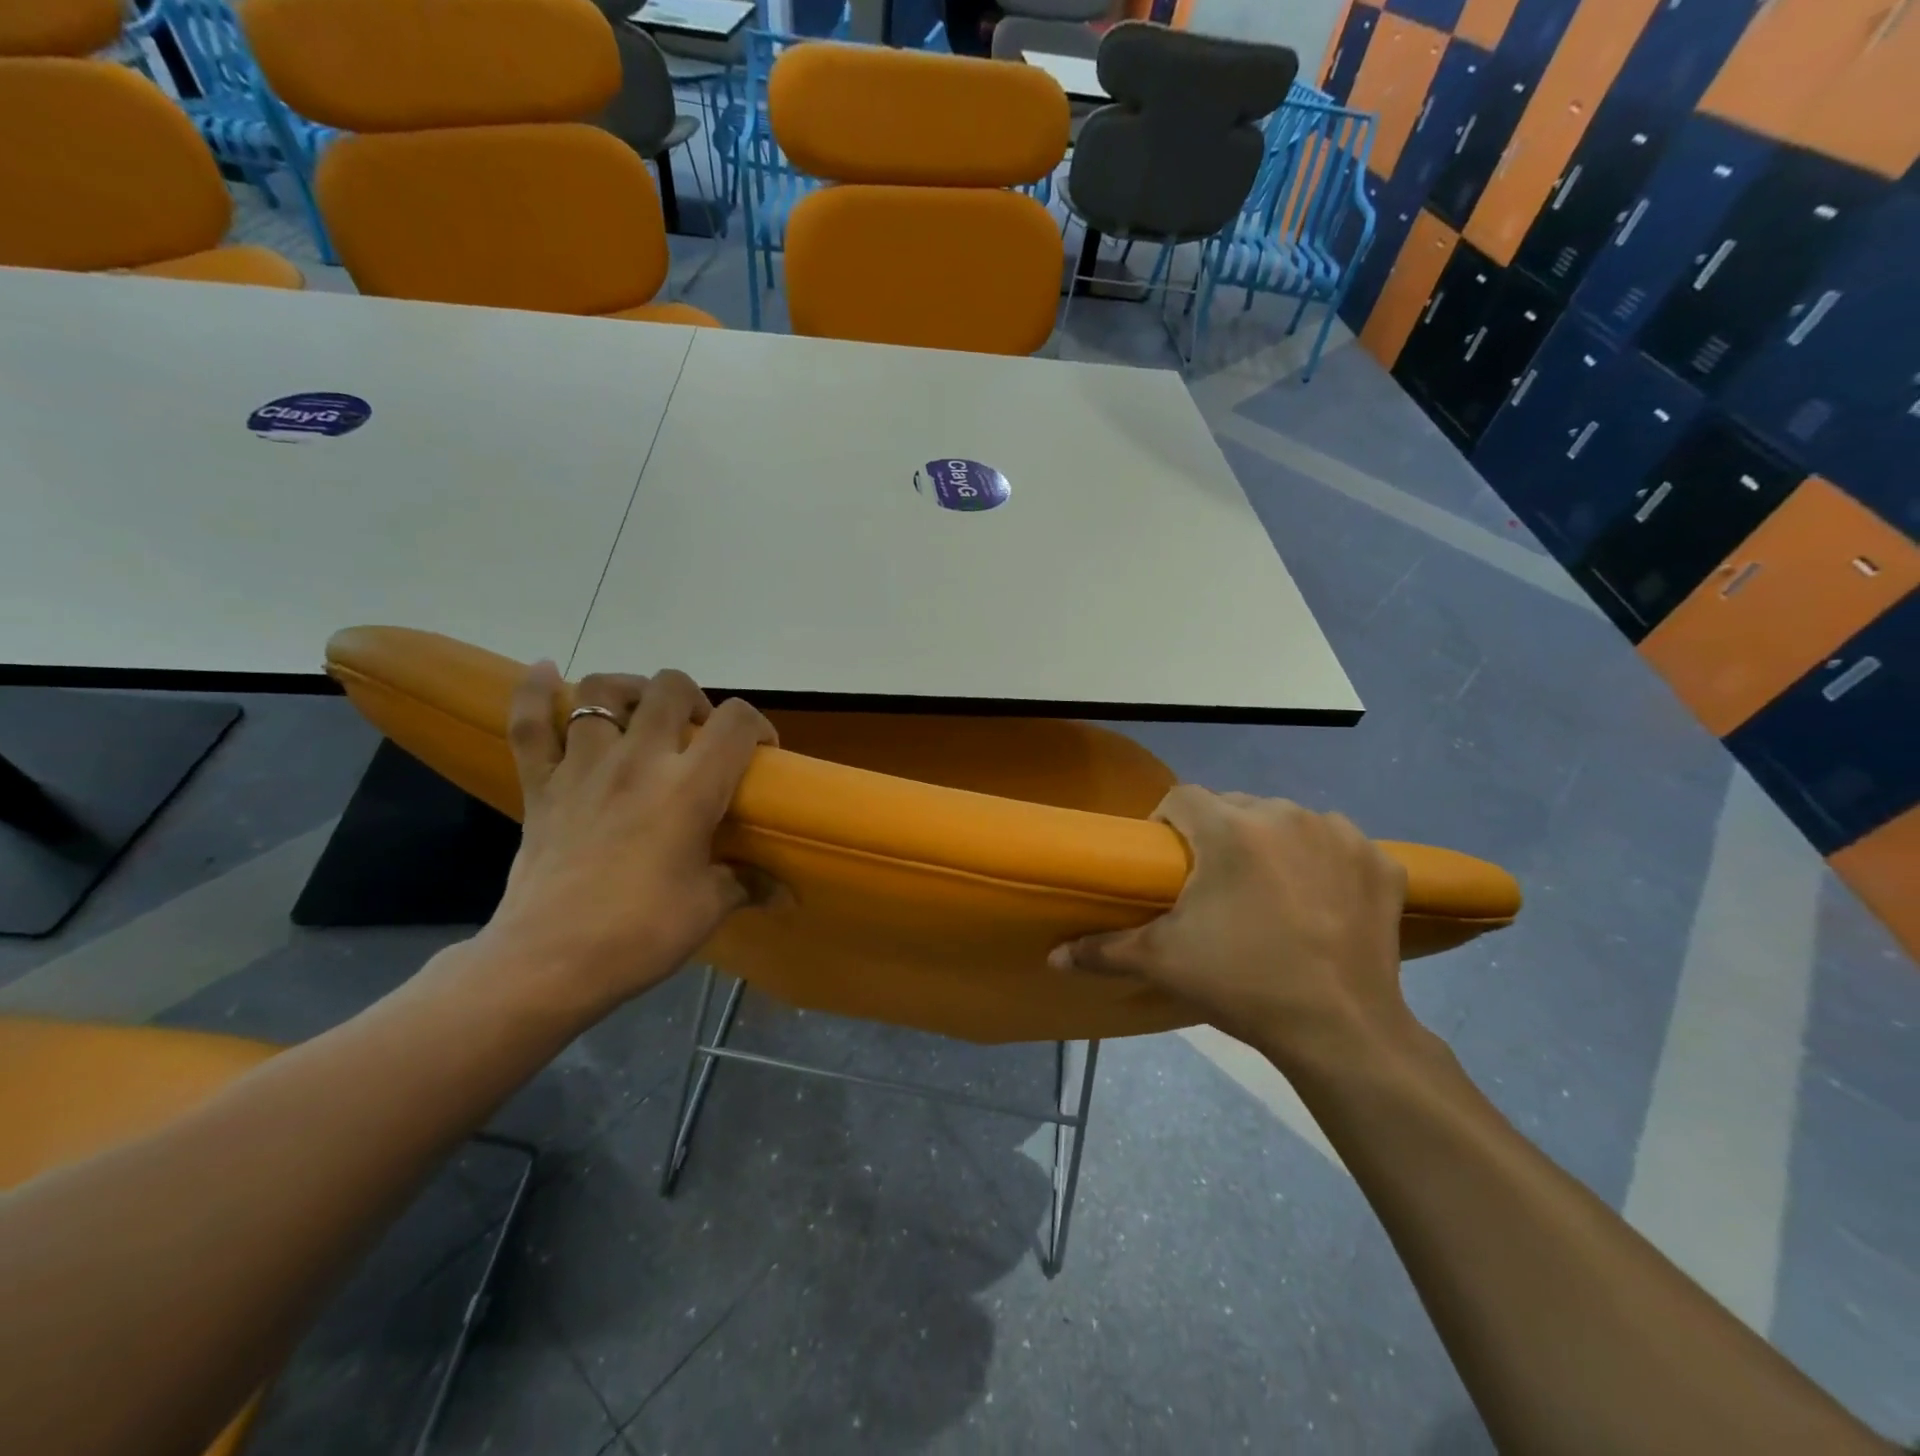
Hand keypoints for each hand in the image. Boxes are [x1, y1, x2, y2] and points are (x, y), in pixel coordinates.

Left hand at [481, 664, 776, 1014]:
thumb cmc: (641, 933)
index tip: (761, 752)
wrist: (548, 962)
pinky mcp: (541, 785)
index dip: (758, 725)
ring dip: (628, 690)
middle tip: (699, 734)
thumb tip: (785, 891)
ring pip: (601, 691)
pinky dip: (532, 693)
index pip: (736, 723)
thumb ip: (748, 884)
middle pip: (670, 688)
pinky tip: (543, 672)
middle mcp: (639, 760)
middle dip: (695, 699)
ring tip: (641, 711)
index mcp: (689, 787)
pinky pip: (528, 725)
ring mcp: (583, 767)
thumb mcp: (708, 907)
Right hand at [1049, 788, 1414, 1067]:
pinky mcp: (1381, 862)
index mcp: (1230, 829)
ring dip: (1270, 844)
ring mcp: (1340, 835)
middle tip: (1215, 886)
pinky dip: (1323, 862)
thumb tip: (1053, 956)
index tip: (1168, 863)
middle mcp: (1285, 815)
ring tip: (1268, 893)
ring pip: (1286, 821)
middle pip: (1234, 807)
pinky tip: (1320, 900)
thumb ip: (1102, 949)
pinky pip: (1337, 844)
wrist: (1342, 1030)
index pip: (1182, 797)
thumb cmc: (1242, 984)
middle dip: (1218, 834)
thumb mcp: (1163, 963)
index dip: (1167, 824)